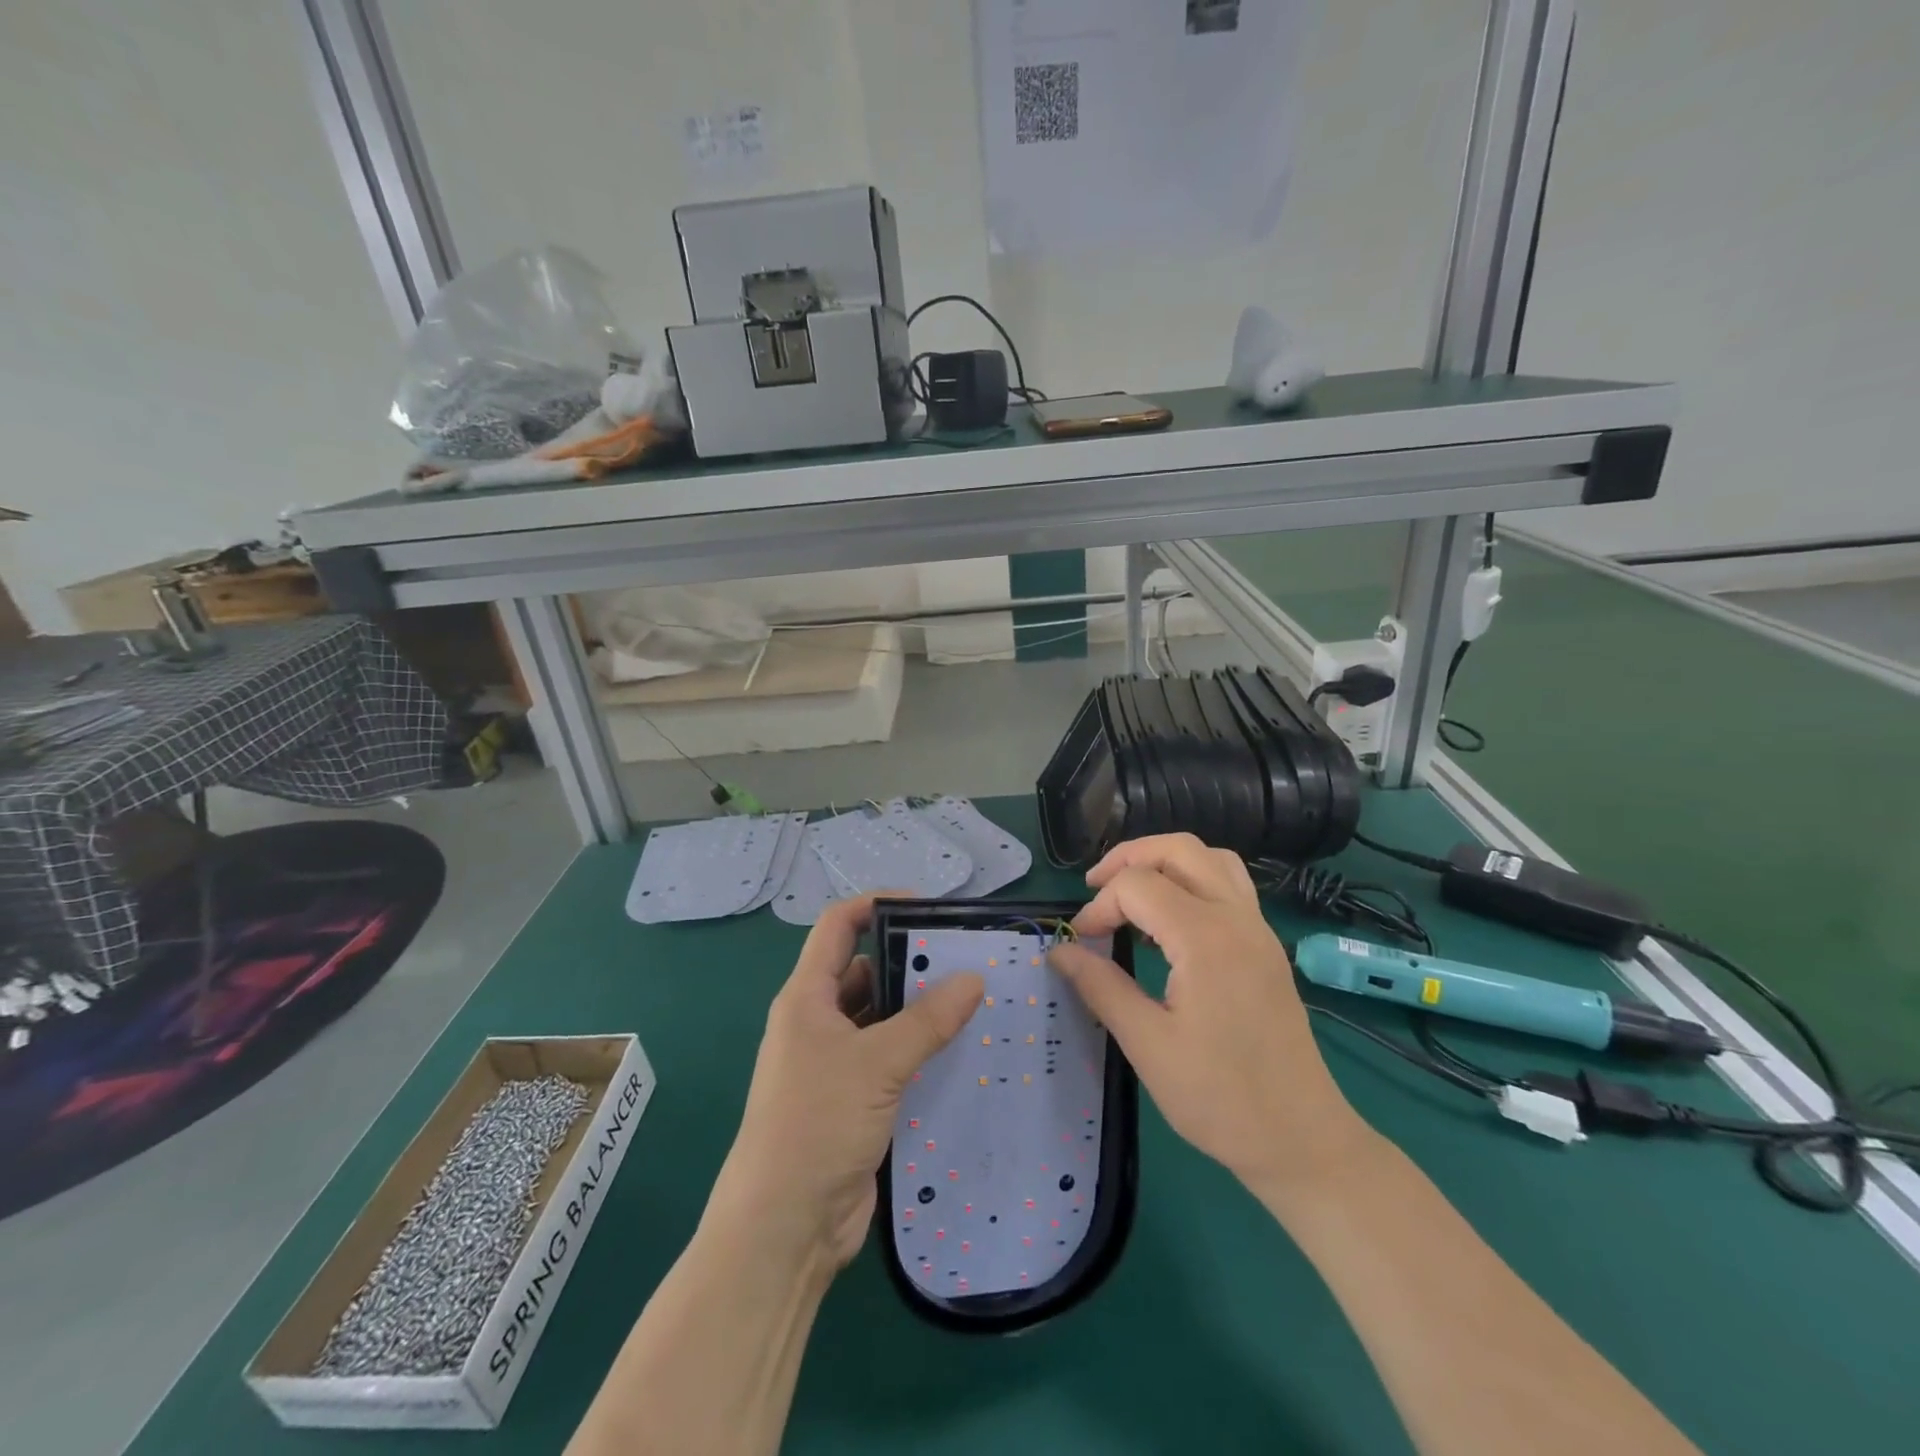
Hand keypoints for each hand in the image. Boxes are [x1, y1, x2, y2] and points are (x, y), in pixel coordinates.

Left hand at [709, 895, 984, 1274]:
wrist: (784, 1228)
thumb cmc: (816, 1124)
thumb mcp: (875, 1063)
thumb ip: (926, 1020)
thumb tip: (973, 978)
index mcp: (807, 998)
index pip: (838, 927)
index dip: (876, 905)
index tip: (926, 906)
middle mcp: (819, 1023)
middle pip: (865, 971)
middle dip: (910, 961)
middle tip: (966, 958)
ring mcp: (836, 1064)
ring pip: (882, 1019)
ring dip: (919, 1010)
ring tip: (975, 1000)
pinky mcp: (856, 1101)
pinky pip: (892, 1060)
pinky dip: (921, 1051)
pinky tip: (962, 1051)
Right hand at [1049, 834, 1364, 1192]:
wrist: (1302, 1140)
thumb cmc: (1220, 1099)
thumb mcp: (1148, 1045)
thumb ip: (1101, 986)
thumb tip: (1060, 950)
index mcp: (1206, 938)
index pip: (1138, 886)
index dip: (1099, 906)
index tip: (1081, 943)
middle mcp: (1237, 918)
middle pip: (1178, 849)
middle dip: (1128, 858)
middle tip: (1095, 888)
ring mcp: (1258, 928)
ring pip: (1210, 857)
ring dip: (1164, 860)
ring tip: (1130, 890)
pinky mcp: (1266, 945)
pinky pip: (1228, 883)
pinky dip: (1191, 878)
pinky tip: (1170, 917)